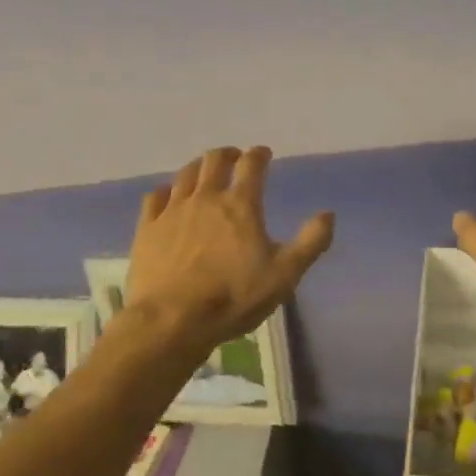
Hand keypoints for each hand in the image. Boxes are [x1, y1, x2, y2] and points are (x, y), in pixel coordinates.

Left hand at [126, 146, 333, 355]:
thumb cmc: (234, 297)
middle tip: (234, 158)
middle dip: (227, 154)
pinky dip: (166, 190)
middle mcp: (206, 198)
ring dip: (198, 167)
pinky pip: (155, 197)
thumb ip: (310, 242)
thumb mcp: (285, 274)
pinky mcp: (147, 229)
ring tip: (204, 171)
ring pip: (185, 174)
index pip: (252, 165)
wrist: (172, 322)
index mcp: (241, 205)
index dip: (259, 154)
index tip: (263, 153)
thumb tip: (328, 214)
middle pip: (214, 161)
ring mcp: (172, 211)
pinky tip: (168, 196)